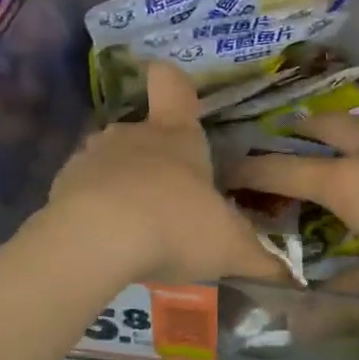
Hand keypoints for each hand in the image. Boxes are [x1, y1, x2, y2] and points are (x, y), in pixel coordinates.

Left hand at [43, 62, 281, 286]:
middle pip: (144, 133)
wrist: (97, 241)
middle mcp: (133, 135)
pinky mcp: (62, 185)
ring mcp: (92, 157)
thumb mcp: (230, 247)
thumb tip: (295, 276)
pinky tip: (107, 242)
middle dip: (156, 162)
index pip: (173, 87)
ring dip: (123, 186)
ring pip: (111, 162)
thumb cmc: (176, 226)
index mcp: (177, 136)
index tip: (171, 89)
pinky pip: (84, 191)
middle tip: (173, 203)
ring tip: (138, 229)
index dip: (173, 83)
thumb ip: (261, 259)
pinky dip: (95, 209)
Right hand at [224, 117, 358, 314]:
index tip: (231, 168)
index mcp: (349, 182)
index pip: (284, 167)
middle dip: (302, 129)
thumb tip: (306, 317)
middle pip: (326, 124)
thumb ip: (346, 290)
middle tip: (289, 138)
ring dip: (350, 137)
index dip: (252, 168)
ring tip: (349, 158)